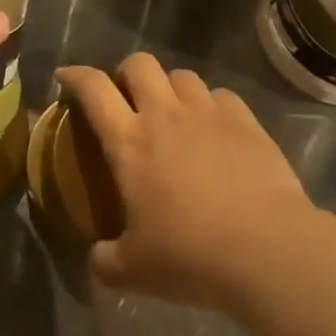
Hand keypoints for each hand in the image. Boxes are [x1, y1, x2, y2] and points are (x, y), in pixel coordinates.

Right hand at [59, 55, 313, 314]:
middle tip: (127, 98)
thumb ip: (107, 261)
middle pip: (138, 64)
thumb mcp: (136, 271)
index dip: (75, 75)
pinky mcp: (245, 122)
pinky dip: (212, 106)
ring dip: (170, 87)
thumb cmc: (192, 255)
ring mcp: (207, 113)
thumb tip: (95, 262)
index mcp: (129, 140)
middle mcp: (164, 114)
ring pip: (181, 75)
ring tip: (173, 112)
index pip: (93, 88)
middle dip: (127, 73)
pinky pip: (222, 96)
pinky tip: (216, 129)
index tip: (65, 77)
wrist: (269, 251)